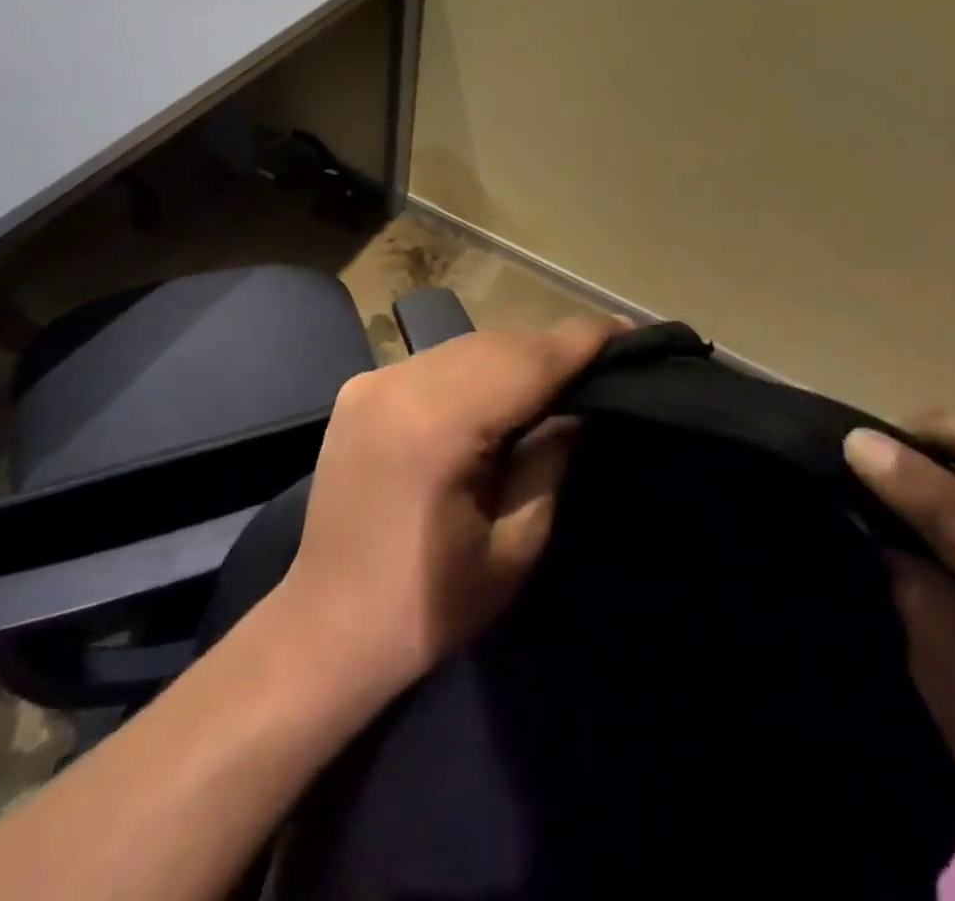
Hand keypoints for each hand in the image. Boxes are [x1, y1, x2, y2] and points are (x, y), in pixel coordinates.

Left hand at [271, 318, 612, 699]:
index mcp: (438, 426)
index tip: (627, 329)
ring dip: (512, 356)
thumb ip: (549, 460)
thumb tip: (577, 405)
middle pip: (495, 346)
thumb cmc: (431, 605)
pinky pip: (433, 361)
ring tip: (552, 376)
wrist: (328, 626)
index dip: (580, 341)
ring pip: (463, 346)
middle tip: (598, 361)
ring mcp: (372, 381)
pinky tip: (493, 391)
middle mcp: (400, 384)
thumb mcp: (515, 545)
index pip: (526, 362)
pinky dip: (472, 367)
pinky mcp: (358, 388)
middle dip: (549, 349)